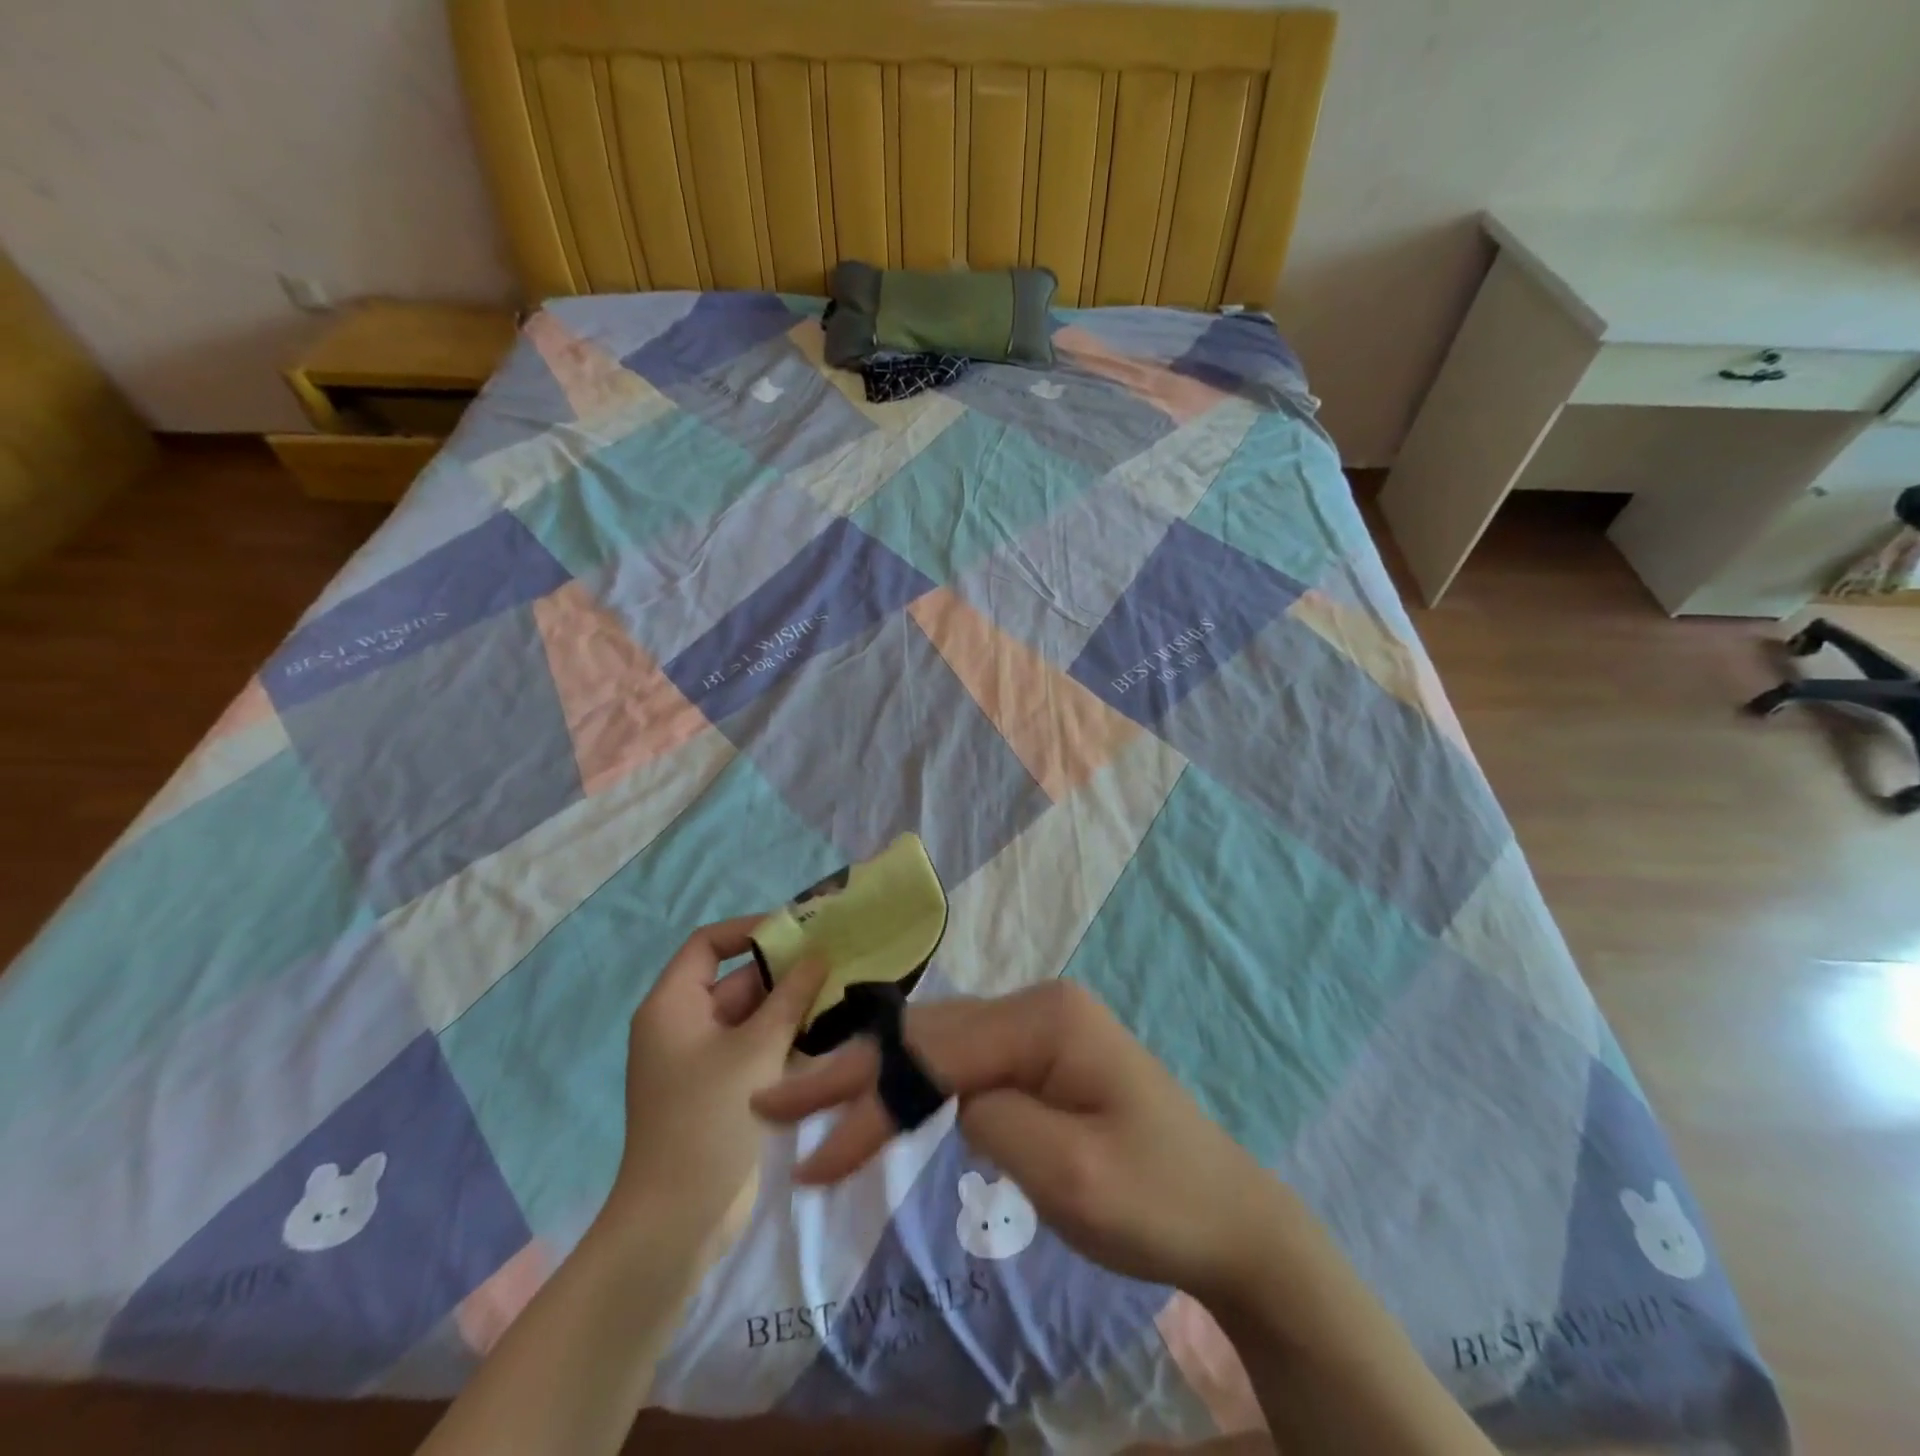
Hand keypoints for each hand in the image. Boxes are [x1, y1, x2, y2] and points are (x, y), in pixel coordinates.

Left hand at [607, 917, 825, 1258]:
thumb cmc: (708, 1120)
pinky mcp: (723, 1088)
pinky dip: (786, 1037)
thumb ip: (790, 997)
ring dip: (791, 1005)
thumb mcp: (755, 1050)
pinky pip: (756, 1047)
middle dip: (784, 971)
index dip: (750, 931)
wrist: (677, 1221)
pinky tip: (829, 1031)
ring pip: (752, 1015)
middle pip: (736, 980)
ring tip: (840, 991)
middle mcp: (684, 1024)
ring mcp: (704, 1059)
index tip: (797, 931)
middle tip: (835, 961)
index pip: (708, 944)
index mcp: (673, 1005)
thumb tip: (818, 954)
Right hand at [750, 979, 1289, 1298]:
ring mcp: (1042, 1028)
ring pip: (942, 1045)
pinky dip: (918, 1084)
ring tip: (815, 1099)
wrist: (1232, 1220)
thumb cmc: (1158, 1200)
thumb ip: (994, 1118)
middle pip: (930, 1037)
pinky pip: (966, 1061)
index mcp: (1047, 1018)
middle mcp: (1039, 1006)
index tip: (808, 1154)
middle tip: (778, 1100)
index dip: (867, 1100)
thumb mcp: (1069, 1174)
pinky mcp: (1043, 1057)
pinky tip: (885, 1097)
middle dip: (855, 1073)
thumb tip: (951, 1095)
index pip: (936, 1055)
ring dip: (880, 1077)